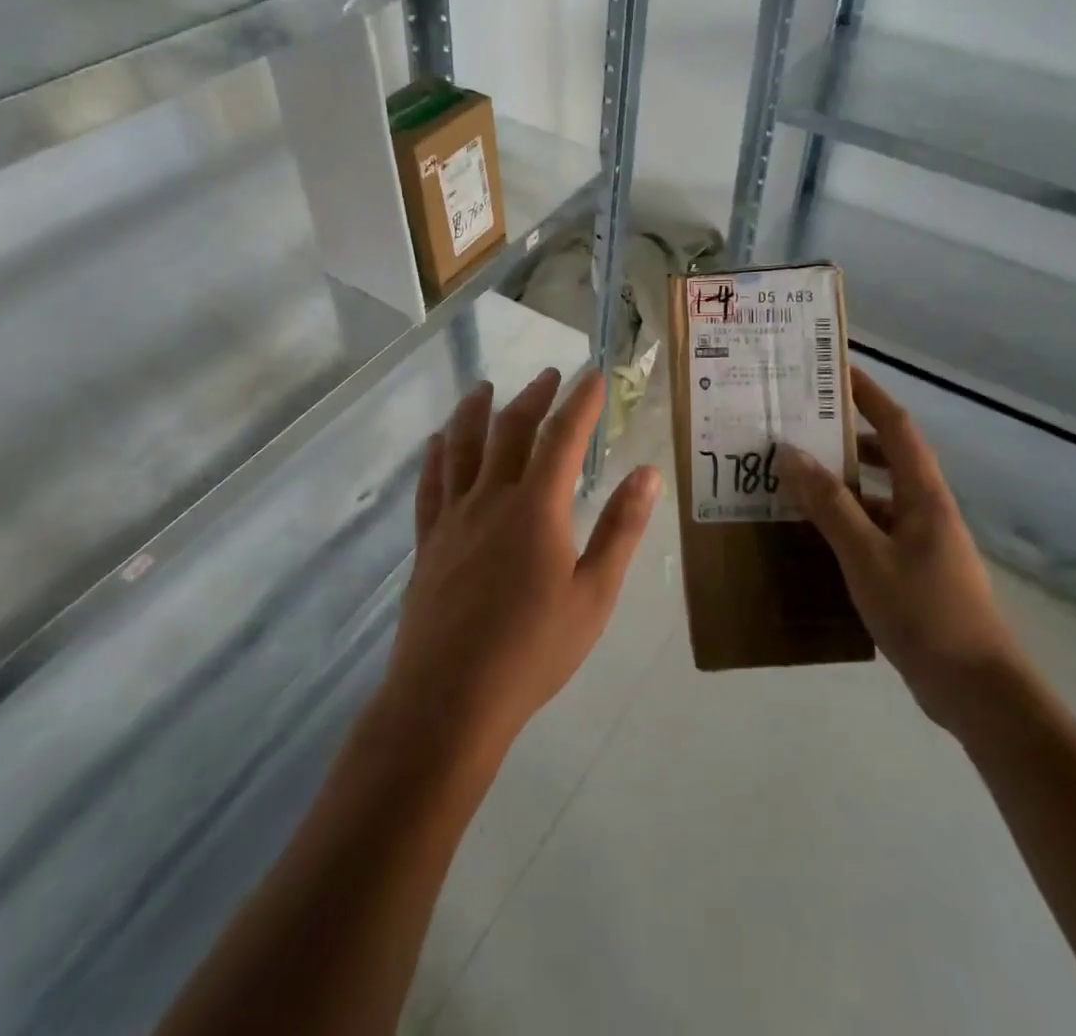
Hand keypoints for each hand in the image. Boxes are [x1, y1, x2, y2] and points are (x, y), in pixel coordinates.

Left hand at [380, 367, 661, 760]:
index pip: (563, 436)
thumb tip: (648, 473)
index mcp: (536, 508)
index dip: (581, 402)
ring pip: (462, 447)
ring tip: (485, 388)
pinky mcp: (427, 542)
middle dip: (534, 397)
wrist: (450, 699)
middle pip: (511, 430)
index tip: (594, 376)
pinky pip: (430, 485)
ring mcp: (453, 518)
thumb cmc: (532, 650)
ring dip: (476, 411)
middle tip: (550, 375)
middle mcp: (491, 499)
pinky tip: (439, 442)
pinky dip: (436, 456)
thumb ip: (621, 530)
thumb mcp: (594, 595)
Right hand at [779, 367, 1020, 734]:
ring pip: (878, 494)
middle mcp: (925, 508)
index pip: (896, 425)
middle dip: (848, 435)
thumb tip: (790, 452)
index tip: (835, 371)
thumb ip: (828, 504)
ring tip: (795, 476)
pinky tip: (814, 534)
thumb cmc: (924, 612)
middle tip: (800, 425)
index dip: (869, 394)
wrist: (976, 689)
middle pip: (887, 455)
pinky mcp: (914, 571)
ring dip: (843, 481)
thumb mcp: (866, 555)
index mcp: (923, 494)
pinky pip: (874, 528)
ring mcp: (922, 541)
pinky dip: (846, 520)